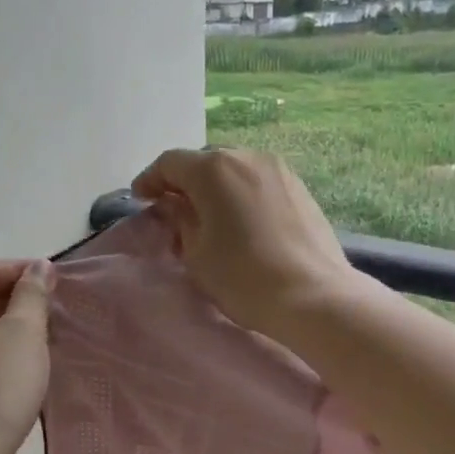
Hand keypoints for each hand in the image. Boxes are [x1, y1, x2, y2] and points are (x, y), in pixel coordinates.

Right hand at [131, 148, 359, 337]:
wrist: (313, 296)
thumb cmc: (244, 278)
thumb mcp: (197, 254)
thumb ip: (180, 221)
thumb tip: (176, 206)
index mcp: (214, 169)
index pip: (170, 163)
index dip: (151, 180)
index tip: (141, 200)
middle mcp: (247, 157)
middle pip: (205, 163)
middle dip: (185, 183)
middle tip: (173, 210)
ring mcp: (279, 170)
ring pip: (235, 171)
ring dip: (216, 189)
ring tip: (208, 217)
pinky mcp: (300, 188)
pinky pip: (259, 184)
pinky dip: (242, 196)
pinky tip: (241, 221)